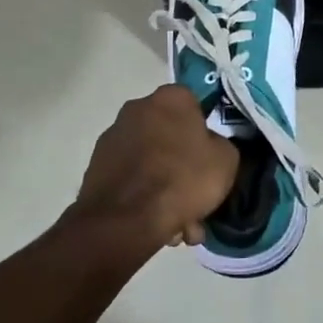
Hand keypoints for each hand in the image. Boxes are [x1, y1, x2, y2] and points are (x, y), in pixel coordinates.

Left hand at [74, 85, 239, 250]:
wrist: (125, 220)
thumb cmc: (183, 179)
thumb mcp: (226, 160)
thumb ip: (219, 144)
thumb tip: (208, 146)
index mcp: (170, 98)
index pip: (194, 104)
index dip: (204, 130)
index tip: (210, 155)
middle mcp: (137, 108)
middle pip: (169, 134)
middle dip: (182, 163)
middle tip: (195, 195)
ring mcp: (113, 136)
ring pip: (150, 160)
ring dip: (164, 185)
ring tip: (178, 223)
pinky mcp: (96, 166)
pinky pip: (132, 177)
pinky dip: (143, 195)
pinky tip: (157, 224)